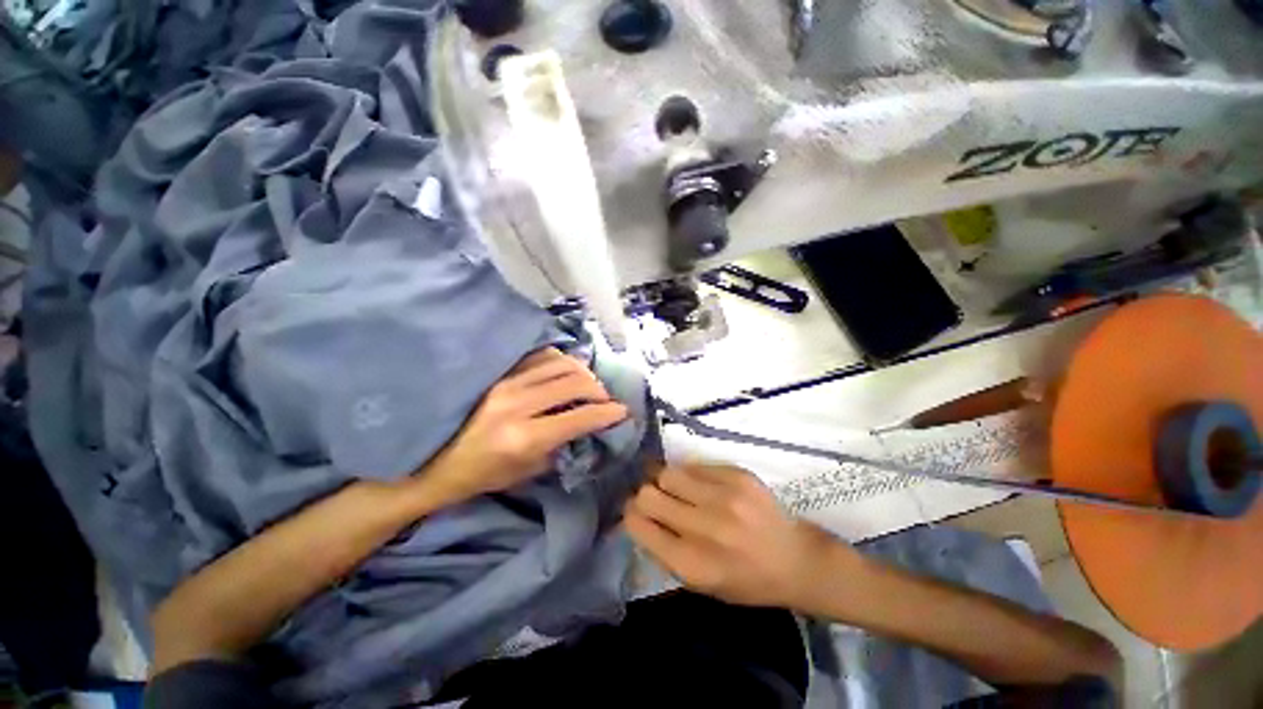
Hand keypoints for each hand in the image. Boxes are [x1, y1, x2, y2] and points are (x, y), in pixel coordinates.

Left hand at [419, 348, 628, 504]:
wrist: (434, 463)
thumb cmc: (483, 475)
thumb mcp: (528, 472)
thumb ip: (562, 445)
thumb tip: (588, 424)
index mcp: (525, 437)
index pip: (580, 417)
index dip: (608, 413)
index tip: (622, 411)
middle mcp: (517, 404)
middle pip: (575, 382)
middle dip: (599, 390)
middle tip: (604, 399)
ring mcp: (506, 383)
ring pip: (560, 363)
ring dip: (582, 372)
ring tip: (587, 384)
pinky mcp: (499, 373)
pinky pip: (539, 356)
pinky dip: (560, 362)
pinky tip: (563, 372)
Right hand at [624, 464, 843, 607]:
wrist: (794, 559)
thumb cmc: (744, 580)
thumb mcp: (699, 584)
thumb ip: (663, 551)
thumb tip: (637, 517)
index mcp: (692, 564)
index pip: (639, 524)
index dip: (630, 515)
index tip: (634, 512)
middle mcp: (706, 527)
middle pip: (648, 494)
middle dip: (644, 495)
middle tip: (653, 497)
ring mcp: (724, 496)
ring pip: (668, 472)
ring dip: (665, 481)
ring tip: (677, 489)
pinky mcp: (737, 475)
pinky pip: (694, 465)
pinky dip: (691, 475)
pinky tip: (702, 486)